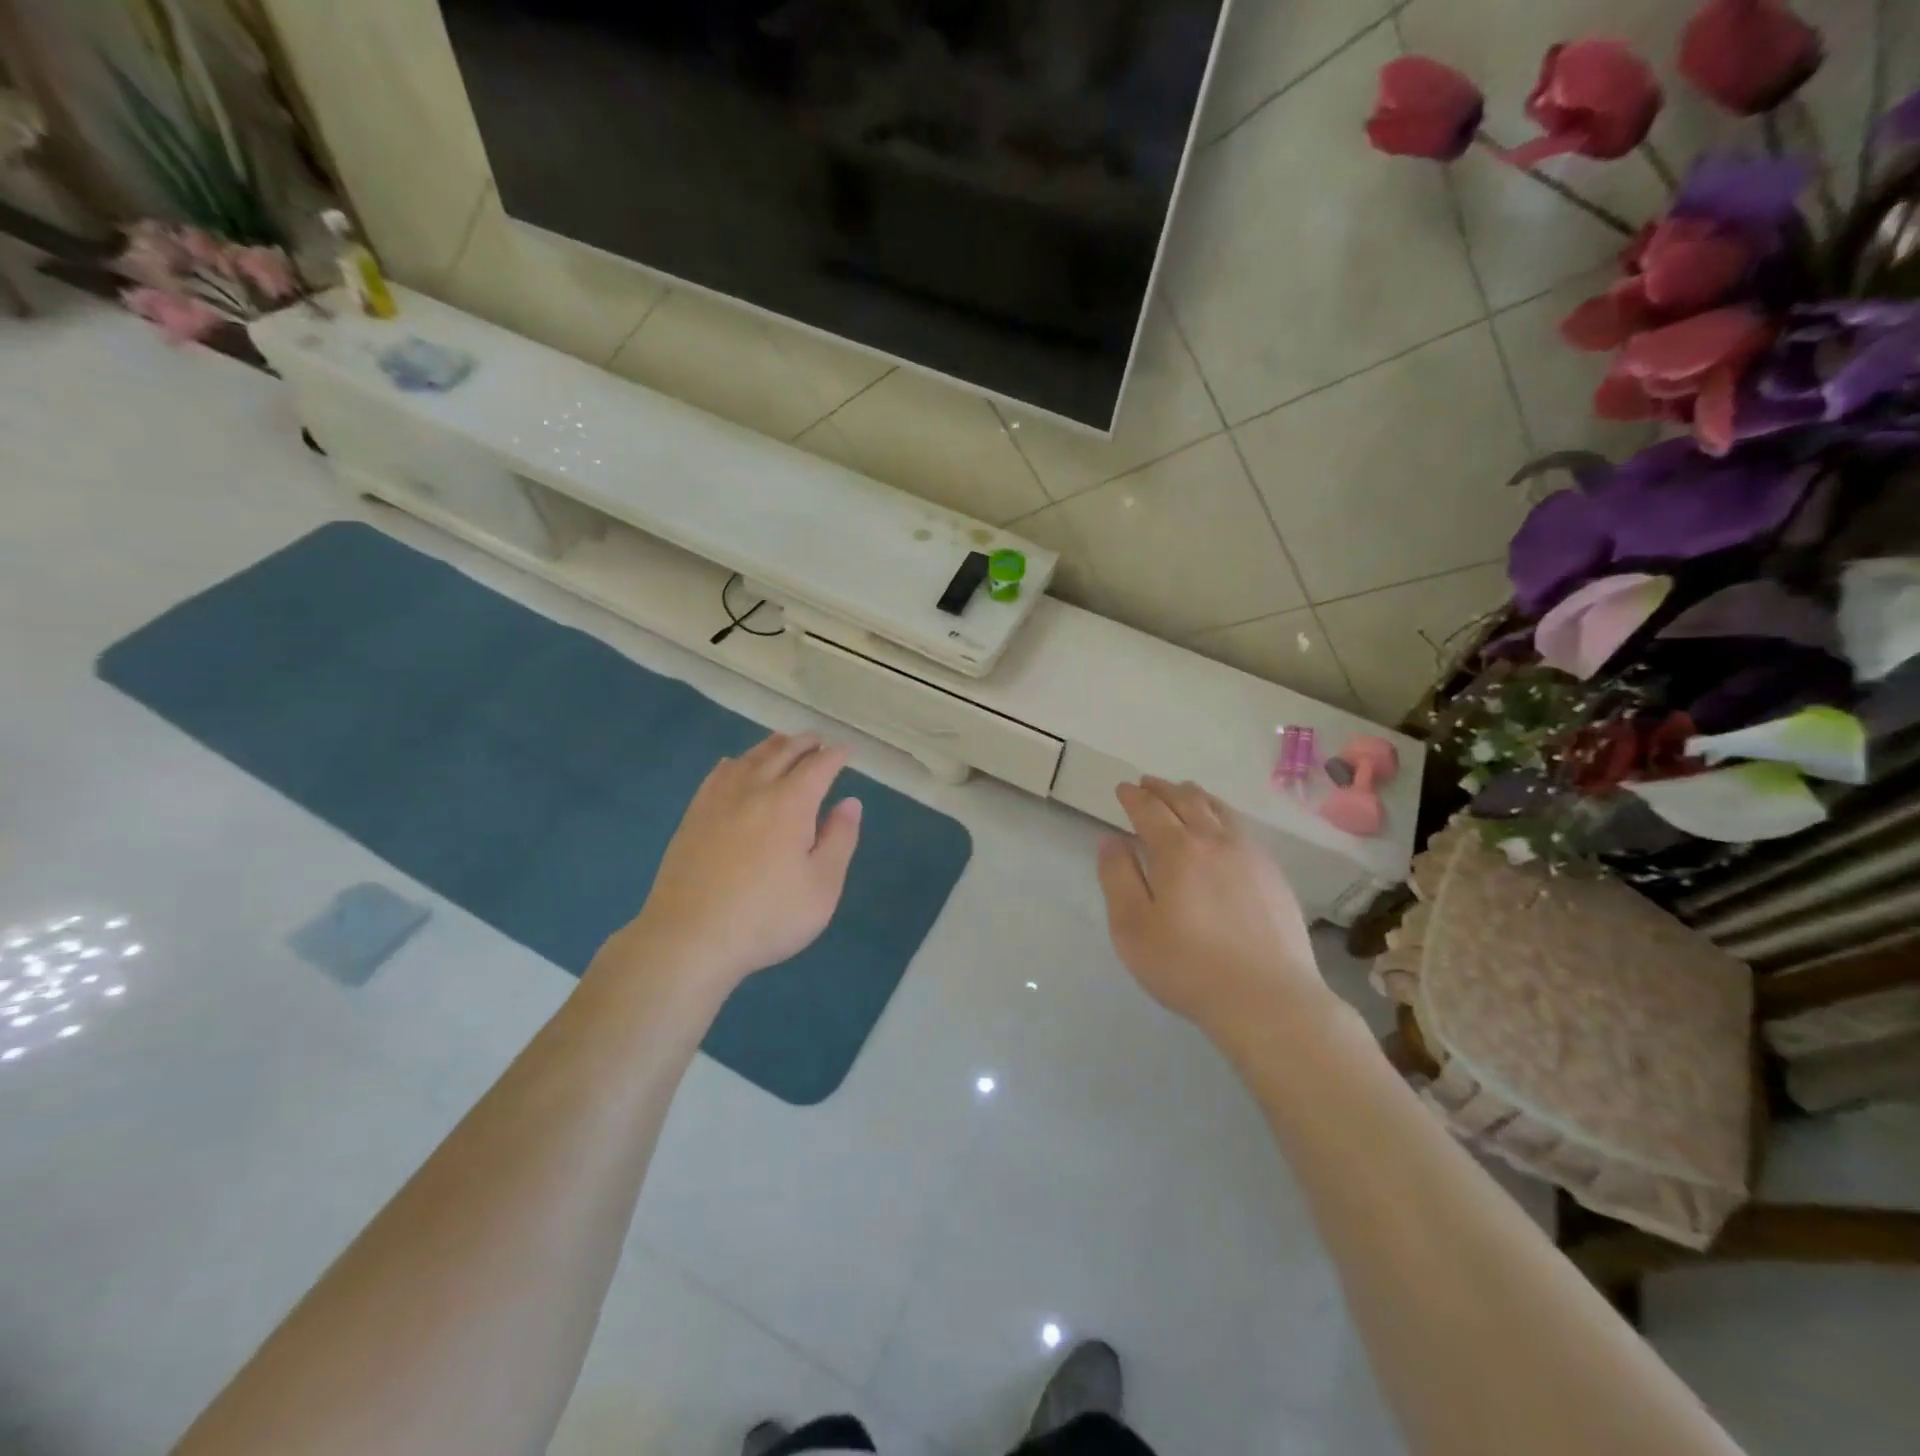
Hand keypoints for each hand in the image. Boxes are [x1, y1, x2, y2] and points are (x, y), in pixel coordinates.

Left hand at [603, 733, 862, 992]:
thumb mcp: (822, 886)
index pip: (818, 766)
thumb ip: (840, 839)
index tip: (847, 751)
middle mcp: (754, 789)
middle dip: (805, 743)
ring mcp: (718, 800)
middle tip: (819, 741)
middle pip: (782, 753)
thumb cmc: (767, 916)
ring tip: (784, 743)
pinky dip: (735, 762)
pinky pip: (718, 775)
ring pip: (748, 758)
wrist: (690, 938)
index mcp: (790, 803)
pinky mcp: (694, 816)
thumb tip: (850, 803)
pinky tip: (734, 766)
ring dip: (771, 746)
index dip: (836, 756)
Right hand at [1097, 777, 1331, 1044]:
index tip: (1123, 788)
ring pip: (1219, 809)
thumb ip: (1117, 877)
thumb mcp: (1132, 927)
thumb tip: (1111, 840)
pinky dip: (1222, 815)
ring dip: (1195, 795)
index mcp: (1177, 850)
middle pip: (1186, 800)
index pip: (1150, 810)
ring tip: (1184, 792)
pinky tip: (1222, 828)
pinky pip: (1242, 828)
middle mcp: (1215, 841)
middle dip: (1163, 789)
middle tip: (1147, 784)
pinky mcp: (1273, 874)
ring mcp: (1250, 855)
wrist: (1268, 999)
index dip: (1133, 797)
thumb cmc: (1188, 966)